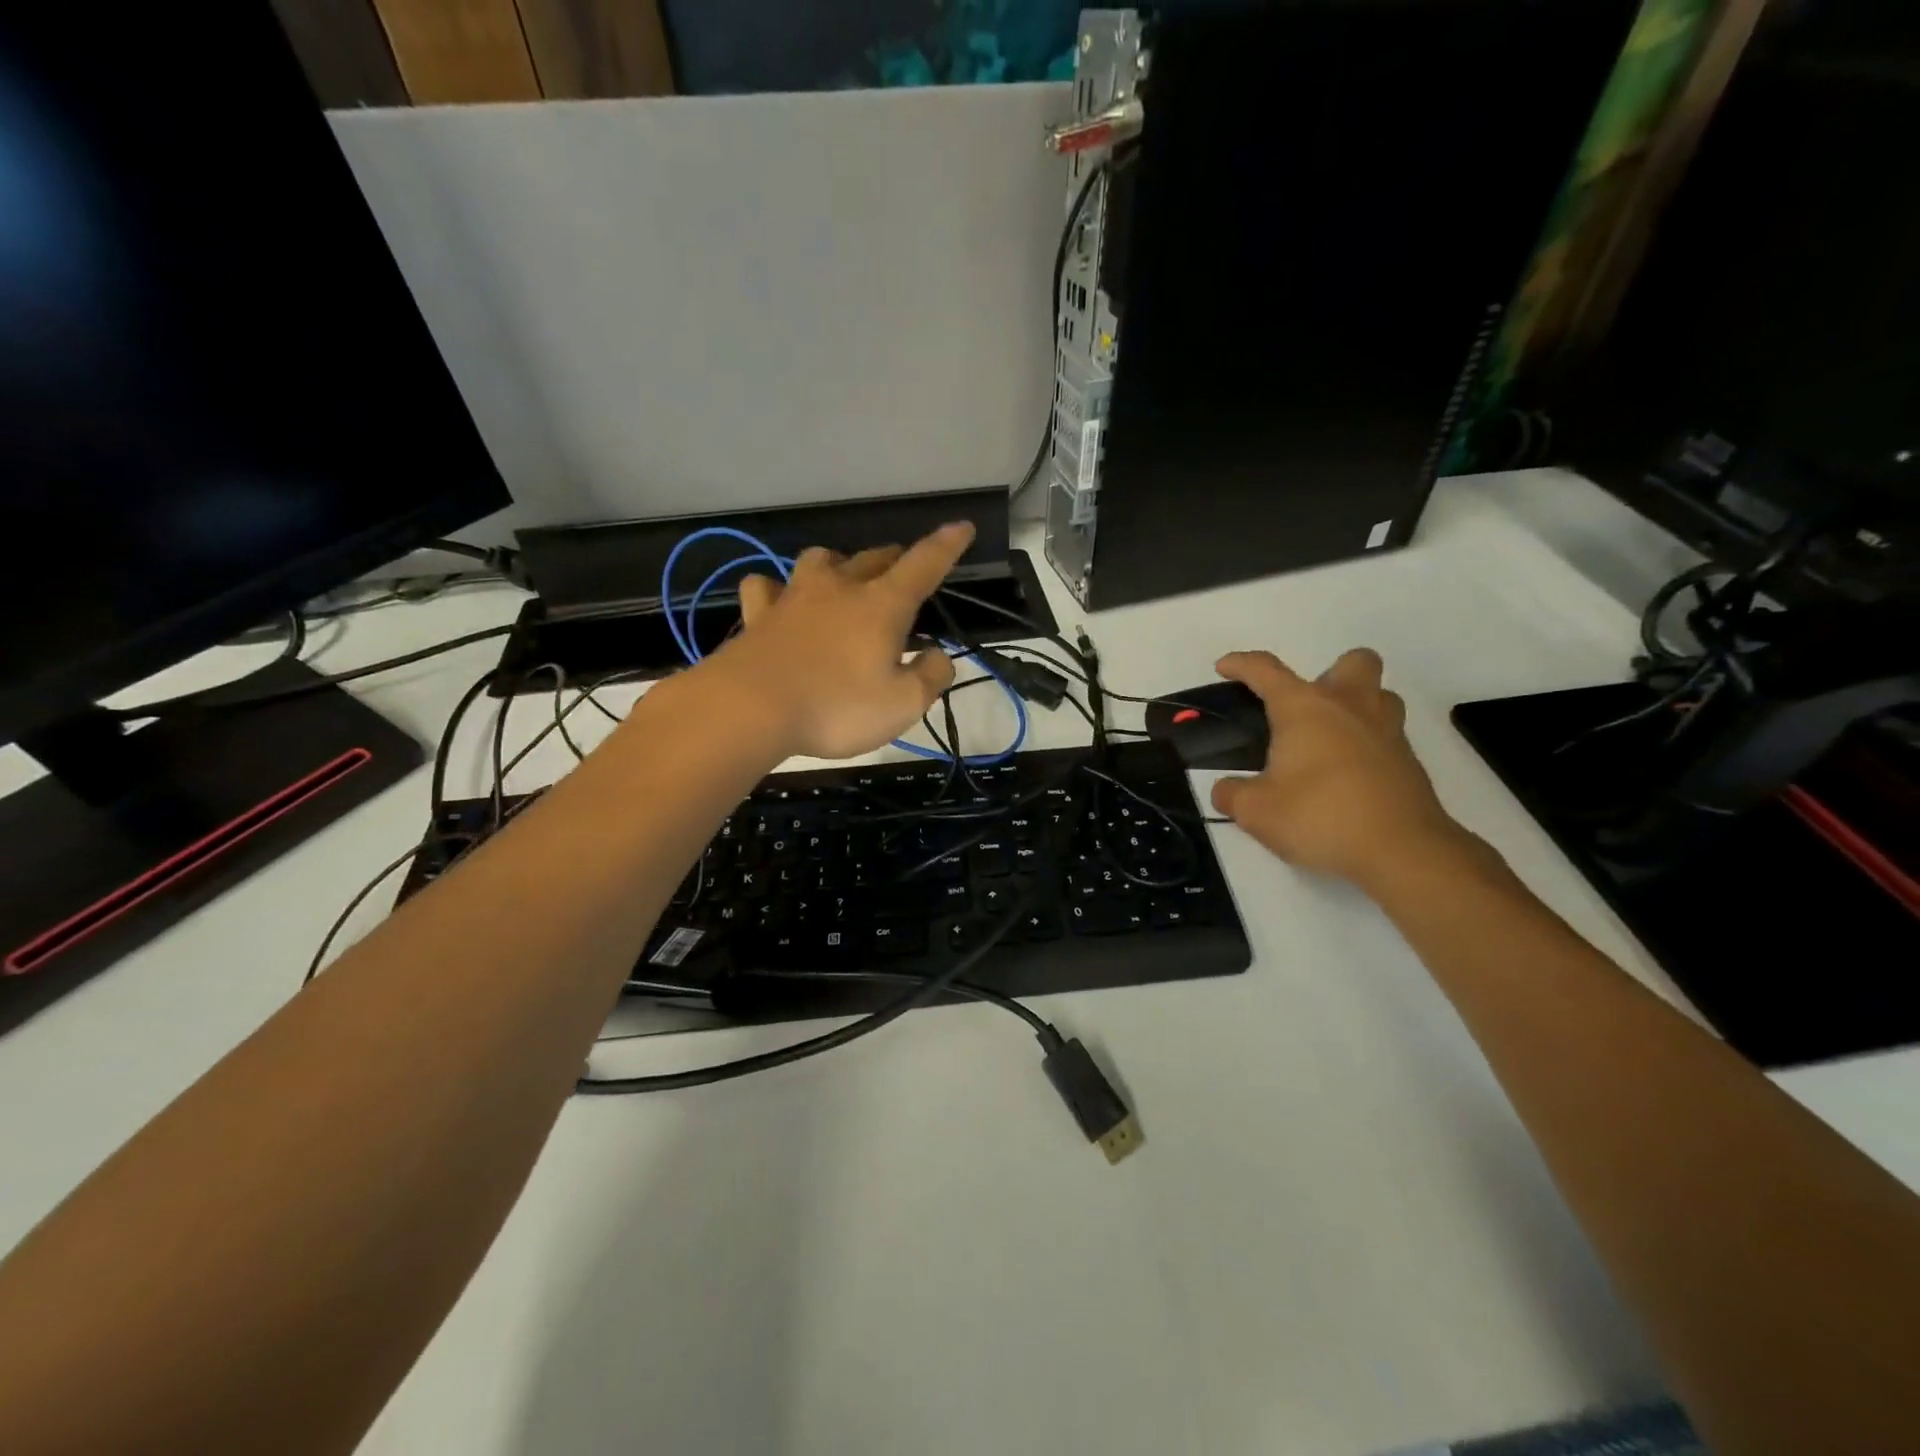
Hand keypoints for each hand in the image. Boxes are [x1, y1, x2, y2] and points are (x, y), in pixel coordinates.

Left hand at [712, 522, 973, 759]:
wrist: (750, 708)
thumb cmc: (836, 707)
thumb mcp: (903, 705)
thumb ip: (930, 676)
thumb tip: (938, 655)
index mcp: (882, 605)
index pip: (923, 565)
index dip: (947, 545)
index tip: (962, 527)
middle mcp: (839, 588)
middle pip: (873, 558)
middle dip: (894, 561)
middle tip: (904, 572)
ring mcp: (794, 596)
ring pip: (822, 560)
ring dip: (839, 565)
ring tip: (843, 580)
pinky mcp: (759, 615)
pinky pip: (768, 586)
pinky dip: (779, 590)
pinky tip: (780, 600)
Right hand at [1210, 649, 1475, 889]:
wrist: (1401, 850)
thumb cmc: (1319, 816)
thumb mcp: (1256, 811)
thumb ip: (1232, 795)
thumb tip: (1225, 790)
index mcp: (1305, 708)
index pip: (1266, 670)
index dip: (1241, 663)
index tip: (1224, 667)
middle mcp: (1349, 707)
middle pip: (1352, 662)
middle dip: (1329, 674)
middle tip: (1305, 711)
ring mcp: (1386, 732)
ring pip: (1379, 695)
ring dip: (1357, 705)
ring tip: (1329, 740)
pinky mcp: (1408, 762)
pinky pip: (1386, 736)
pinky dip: (1366, 746)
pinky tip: (1346, 778)